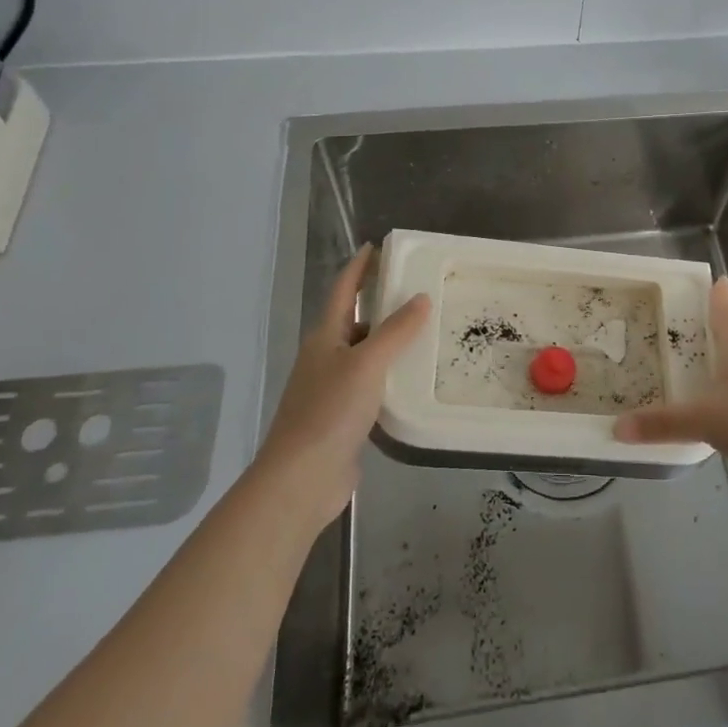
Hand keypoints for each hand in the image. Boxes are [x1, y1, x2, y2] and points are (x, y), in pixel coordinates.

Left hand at [251, 244, 428, 529]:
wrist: (301, 480)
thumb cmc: (329, 412)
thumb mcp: (367, 364)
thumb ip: (396, 331)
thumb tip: (420, 298)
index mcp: (325, 337)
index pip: (343, 291)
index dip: (359, 267)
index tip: (377, 246)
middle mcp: (326, 358)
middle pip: (355, 321)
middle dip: (382, 304)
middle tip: (418, 291)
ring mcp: (332, 389)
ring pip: (365, 355)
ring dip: (390, 342)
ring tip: (426, 332)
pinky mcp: (343, 418)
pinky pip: (371, 385)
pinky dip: (391, 376)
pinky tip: (413, 380)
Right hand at [615, 277, 727, 504]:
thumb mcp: (705, 421)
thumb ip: (661, 424)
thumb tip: (616, 427)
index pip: (723, 306)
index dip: (713, 291)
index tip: (706, 278)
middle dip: (705, 328)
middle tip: (673, 326)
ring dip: (716, 361)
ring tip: (687, 366)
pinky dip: (727, 390)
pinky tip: (713, 407)